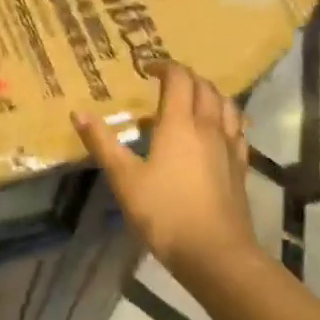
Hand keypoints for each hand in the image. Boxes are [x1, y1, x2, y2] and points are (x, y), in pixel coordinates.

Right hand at [74, 64, 261, 278]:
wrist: (215, 253)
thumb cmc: (164, 213)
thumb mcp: (124, 179)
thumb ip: (102, 143)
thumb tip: (78, 112)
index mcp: (179, 123)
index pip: (179, 79)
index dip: (164, 67)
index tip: (147, 68)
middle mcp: (209, 127)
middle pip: (205, 87)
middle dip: (186, 78)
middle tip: (166, 83)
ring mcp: (230, 147)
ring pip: (227, 106)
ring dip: (210, 95)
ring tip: (193, 102)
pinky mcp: (241, 168)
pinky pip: (238, 131)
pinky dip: (226, 120)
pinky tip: (217, 133)